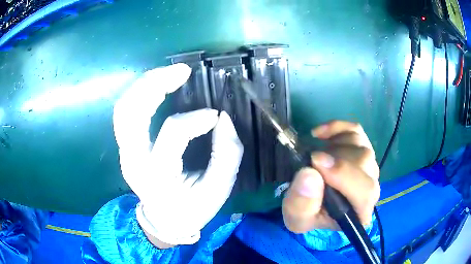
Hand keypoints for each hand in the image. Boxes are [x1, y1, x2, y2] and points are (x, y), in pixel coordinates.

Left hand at [113, 64, 242, 246]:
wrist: (164, 221)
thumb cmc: (192, 209)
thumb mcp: (218, 190)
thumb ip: (226, 154)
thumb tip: (223, 118)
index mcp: (158, 176)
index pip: (172, 133)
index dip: (196, 119)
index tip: (216, 116)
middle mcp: (133, 161)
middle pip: (131, 113)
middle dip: (155, 84)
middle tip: (182, 71)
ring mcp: (125, 152)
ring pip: (124, 109)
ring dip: (144, 85)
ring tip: (169, 73)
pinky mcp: (125, 147)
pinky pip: (125, 114)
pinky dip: (139, 94)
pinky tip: (157, 86)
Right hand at [282, 121, 379, 232]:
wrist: (313, 205)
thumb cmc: (307, 214)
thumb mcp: (296, 218)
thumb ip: (301, 204)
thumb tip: (309, 173)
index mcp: (359, 211)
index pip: (365, 191)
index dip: (344, 174)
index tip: (316, 162)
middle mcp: (370, 187)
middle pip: (364, 161)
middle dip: (334, 158)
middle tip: (310, 161)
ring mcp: (368, 166)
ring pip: (359, 143)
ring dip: (332, 146)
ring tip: (315, 158)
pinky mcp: (361, 149)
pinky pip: (354, 130)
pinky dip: (336, 127)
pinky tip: (319, 134)